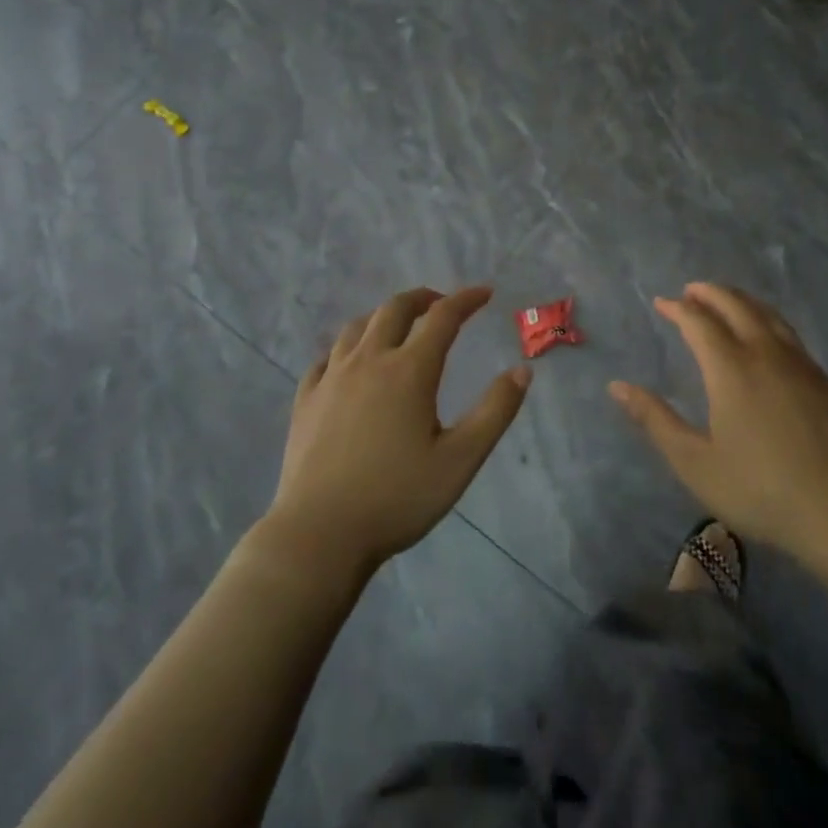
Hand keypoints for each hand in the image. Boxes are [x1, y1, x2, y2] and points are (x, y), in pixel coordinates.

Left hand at [267, 286, 529, 572]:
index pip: (442, 318)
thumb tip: (522, 371)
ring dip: (383, 316)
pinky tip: (349, 361)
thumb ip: (495, 412)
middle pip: (394, 309)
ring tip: (398, 325)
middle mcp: (368, 361)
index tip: (484, 293)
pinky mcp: (306, 400)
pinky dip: (346, 347)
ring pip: (356, 327)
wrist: (319, 534)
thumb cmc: (397, 498)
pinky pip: (326, 357)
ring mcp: (331, 378)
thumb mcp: (460, 460)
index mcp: (409, 371)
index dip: (466, 300)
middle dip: (422, 298)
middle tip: (441, 303)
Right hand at [609, 282, 827, 569]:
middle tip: (692, 290)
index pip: (699, 322)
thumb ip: (655, 420)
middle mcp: (767, 354)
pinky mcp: (827, 383)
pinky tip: (769, 341)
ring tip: (728, 301)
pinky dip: (769, 323)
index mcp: (731, 369)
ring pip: (770, 316)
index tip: (662, 302)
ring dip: (743, 302)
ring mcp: (803, 366)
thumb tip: (617, 386)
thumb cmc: (761, 490)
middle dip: (711, 293)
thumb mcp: (695, 463)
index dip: (678, 308)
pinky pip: (791, 337)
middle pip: (737, 306)